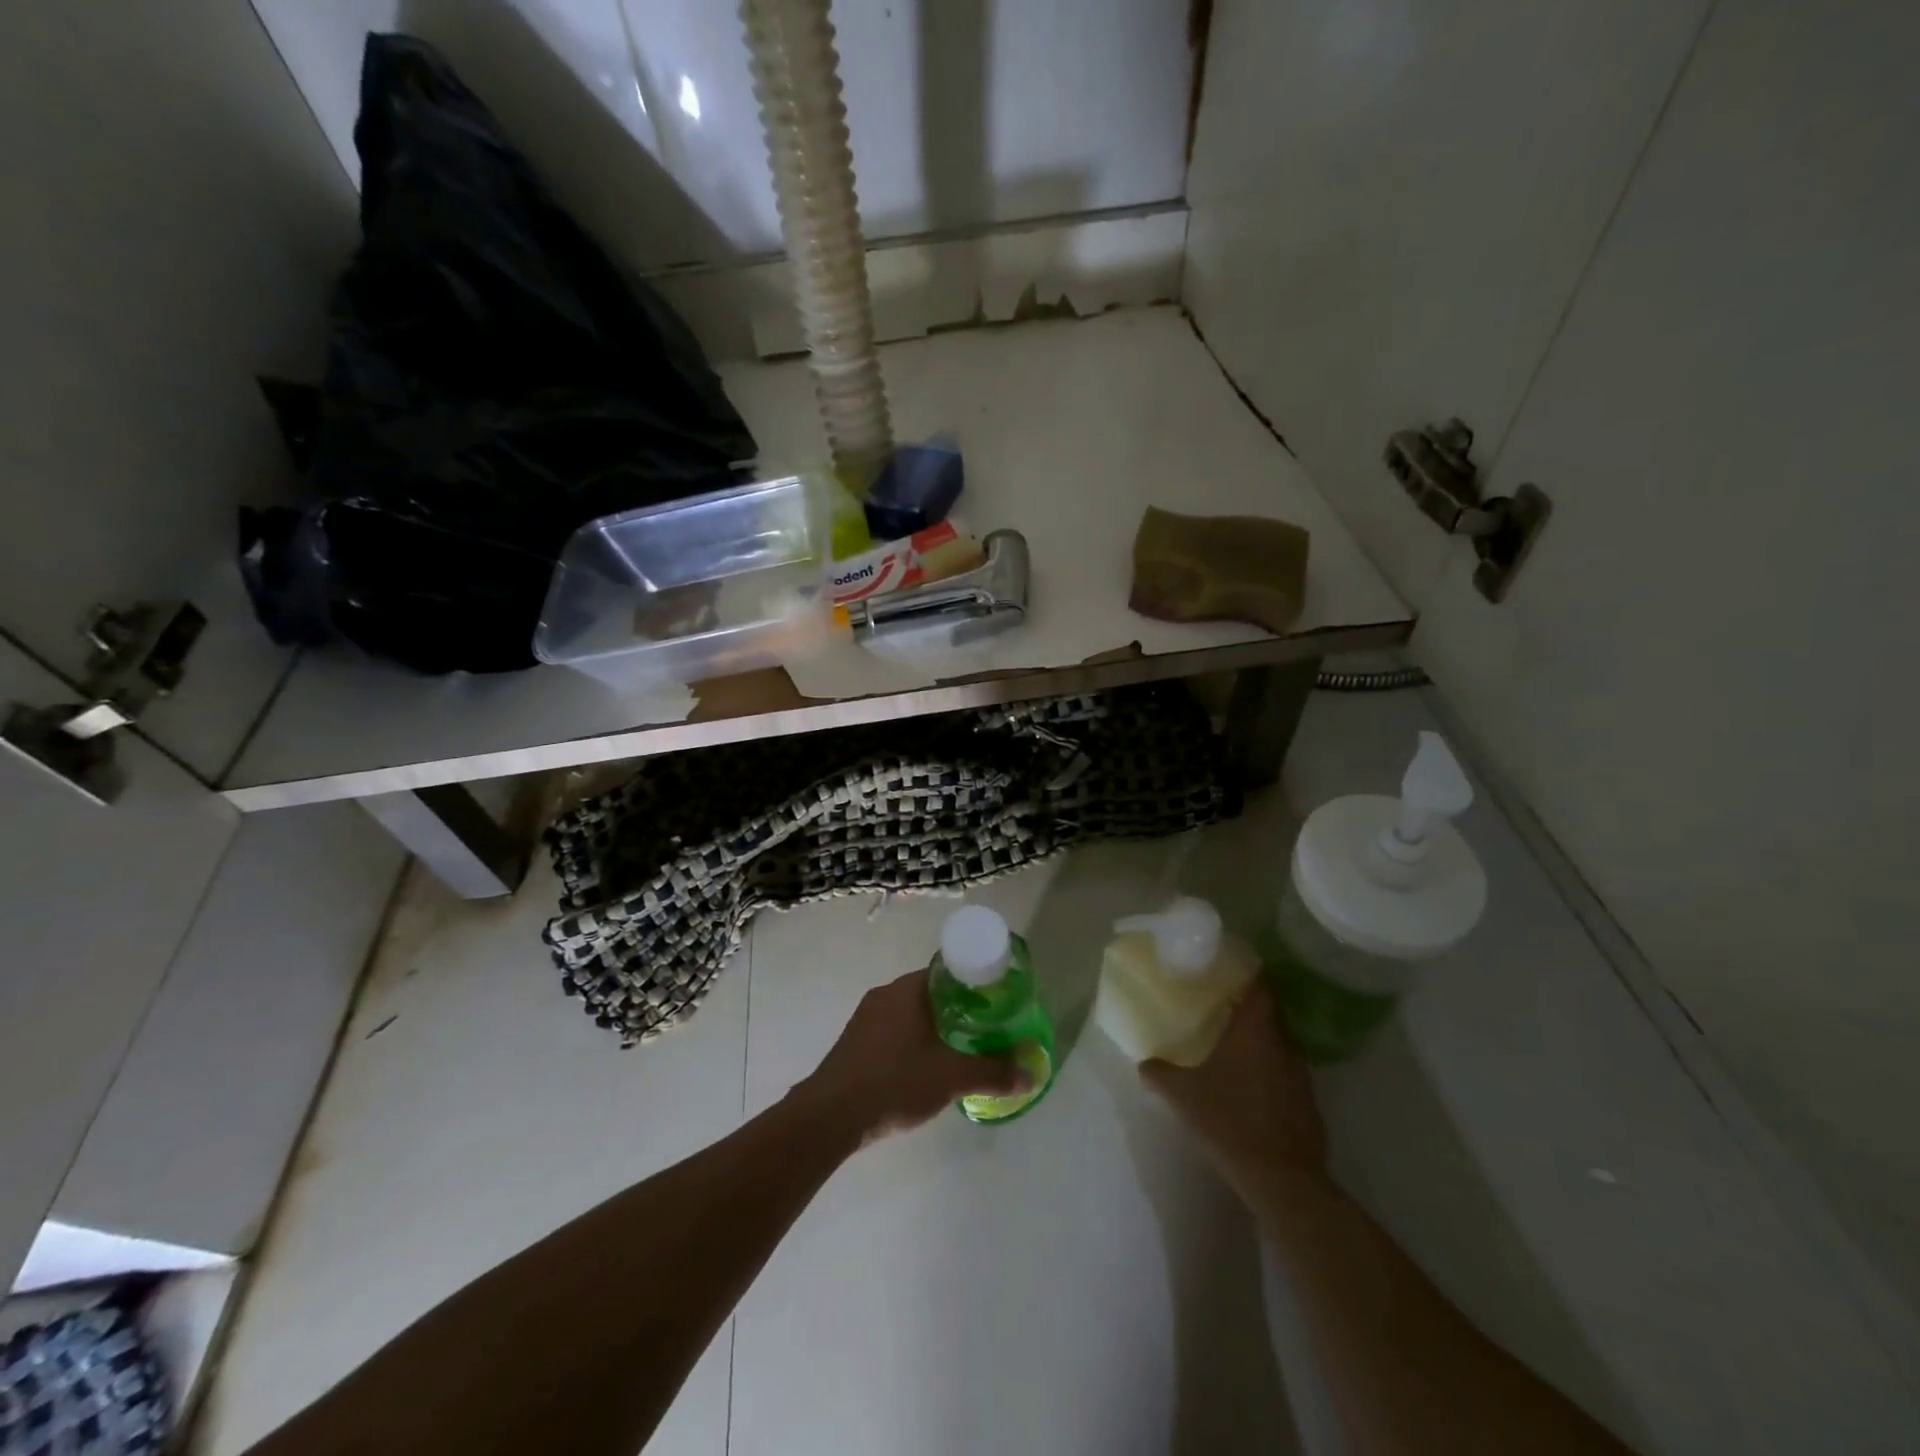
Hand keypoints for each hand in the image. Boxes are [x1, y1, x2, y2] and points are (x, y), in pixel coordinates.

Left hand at [797, 970, 1028, 1146]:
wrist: (830, 1116)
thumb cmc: (895, 1082)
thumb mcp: (952, 1077)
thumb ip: (994, 1072)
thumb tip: (1032, 1071)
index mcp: (908, 989)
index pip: (949, 971)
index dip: (976, 983)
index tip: (997, 1001)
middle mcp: (885, 994)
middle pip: (932, 992)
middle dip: (960, 1009)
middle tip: (986, 1030)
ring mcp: (866, 1018)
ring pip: (912, 1014)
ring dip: (936, 1028)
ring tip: (961, 1051)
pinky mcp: (855, 1043)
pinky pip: (894, 1032)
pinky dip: (914, 1043)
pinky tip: (925, 1069)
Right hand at [1140, 984, 1326, 1184]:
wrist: (1281, 1179)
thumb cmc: (1229, 1121)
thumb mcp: (1182, 1095)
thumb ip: (1159, 1073)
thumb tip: (1144, 1063)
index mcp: (1256, 1030)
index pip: (1261, 986)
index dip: (1248, 974)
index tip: (1230, 969)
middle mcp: (1283, 1044)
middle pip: (1270, 1013)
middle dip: (1248, 1009)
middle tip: (1221, 1007)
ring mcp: (1301, 1075)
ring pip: (1279, 1044)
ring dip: (1260, 1042)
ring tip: (1232, 1047)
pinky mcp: (1308, 1104)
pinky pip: (1286, 1074)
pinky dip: (1269, 1071)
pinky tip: (1249, 1087)